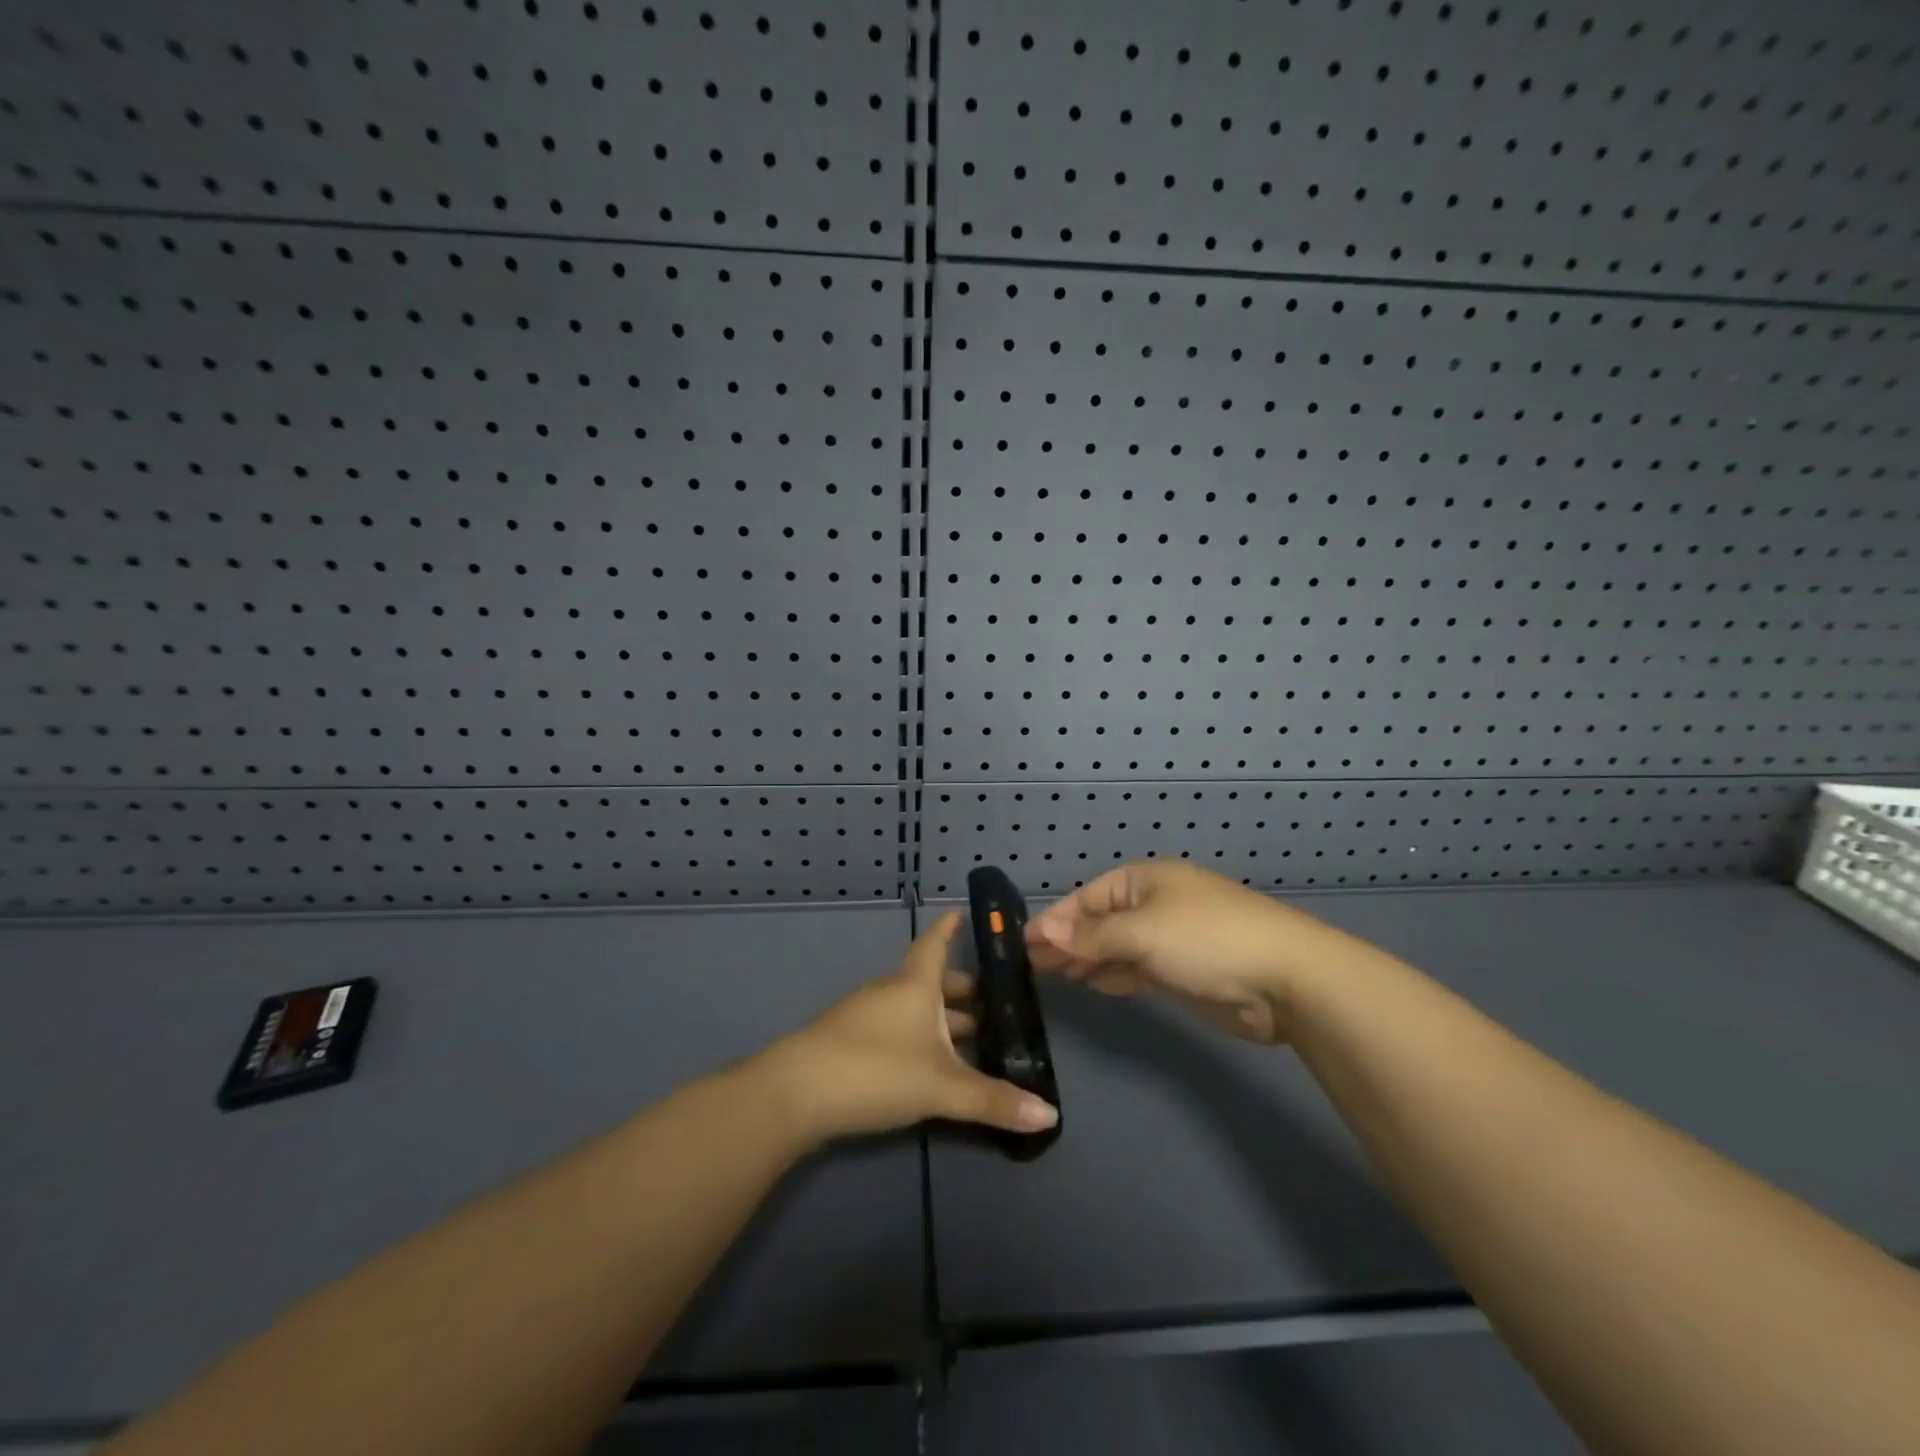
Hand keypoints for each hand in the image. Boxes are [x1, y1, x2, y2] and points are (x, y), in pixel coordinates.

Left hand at [759, 911, 1060, 1142]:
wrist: (793, 1093)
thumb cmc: (876, 1070)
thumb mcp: (941, 1088)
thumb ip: (993, 1101)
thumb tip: (1051, 1115)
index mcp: (915, 985)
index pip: (936, 944)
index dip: (950, 929)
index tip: (964, 913)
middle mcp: (891, 991)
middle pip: (930, 980)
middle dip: (961, 990)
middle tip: (994, 1003)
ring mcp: (865, 1014)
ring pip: (912, 1006)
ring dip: (941, 1017)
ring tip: (971, 1037)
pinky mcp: (848, 1040)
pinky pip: (895, 1026)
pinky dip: (918, 1035)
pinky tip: (928, 1062)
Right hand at [1026, 862, 1369, 1043]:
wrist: (1286, 979)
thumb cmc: (1206, 940)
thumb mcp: (1141, 933)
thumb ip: (1091, 937)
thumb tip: (1042, 932)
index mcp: (1144, 880)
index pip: (1087, 897)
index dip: (1054, 920)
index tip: (1021, 943)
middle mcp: (1154, 904)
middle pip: (1099, 922)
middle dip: (1067, 941)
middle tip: (1030, 966)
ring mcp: (1170, 939)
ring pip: (1116, 947)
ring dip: (1086, 960)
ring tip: (1052, 976)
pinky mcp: (1182, 972)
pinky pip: (1136, 969)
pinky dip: (1113, 975)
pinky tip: (1091, 984)